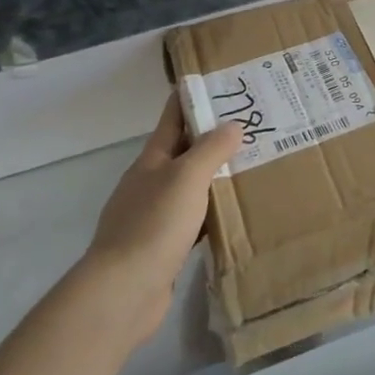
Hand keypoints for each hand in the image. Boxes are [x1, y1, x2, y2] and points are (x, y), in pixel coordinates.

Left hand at [79, 99, 241, 348]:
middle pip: (183, 152)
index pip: (172, 118)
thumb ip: (210, 150)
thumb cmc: (154, 225)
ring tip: (250, 167)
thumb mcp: (187, 178)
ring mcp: (153, 217)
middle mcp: (150, 183)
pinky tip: (233, 216)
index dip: (193, 98)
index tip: (219, 83)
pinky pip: (193, 221)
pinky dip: (212, 214)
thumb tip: (232, 125)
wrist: (123, 292)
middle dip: (212, 138)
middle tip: (251, 126)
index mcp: (152, 160)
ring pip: (190, 187)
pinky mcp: (162, 248)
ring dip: (215, 177)